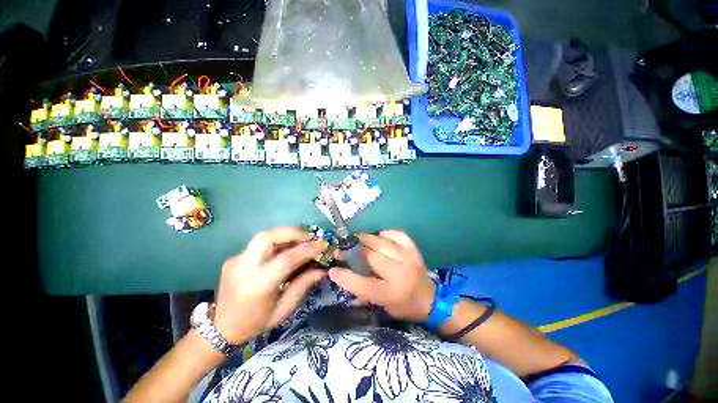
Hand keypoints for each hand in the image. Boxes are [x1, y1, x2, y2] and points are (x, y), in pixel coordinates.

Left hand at [213, 227, 327, 343]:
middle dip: (292, 232)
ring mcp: (236, 261)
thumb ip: (303, 286)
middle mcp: (244, 268)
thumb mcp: (283, 310)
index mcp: (257, 286)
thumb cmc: (255, 323)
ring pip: (263, 237)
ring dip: (285, 235)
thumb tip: (322, 269)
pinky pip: (259, 245)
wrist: (220, 329)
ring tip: (301, 241)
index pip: (286, 259)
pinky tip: (284, 251)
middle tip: (309, 236)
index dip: (307, 249)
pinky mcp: (234, 258)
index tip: (323, 244)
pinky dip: (276, 243)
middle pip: (268, 237)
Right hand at [328, 230, 435, 321]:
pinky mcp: (414, 249)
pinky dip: (385, 233)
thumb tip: (343, 271)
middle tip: (343, 248)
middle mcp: (400, 274)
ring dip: (365, 239)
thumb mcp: (381, 305)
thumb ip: (362, 289)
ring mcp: (408, 258)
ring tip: (357, 239)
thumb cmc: (402, 306)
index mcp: (390, 294)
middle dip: (353, 250)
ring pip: (381, 242)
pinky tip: (379, 237)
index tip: (333, 269)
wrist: (430, 300)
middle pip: (370, 256)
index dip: (344, 276)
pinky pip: (396, 234)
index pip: (362, 284)